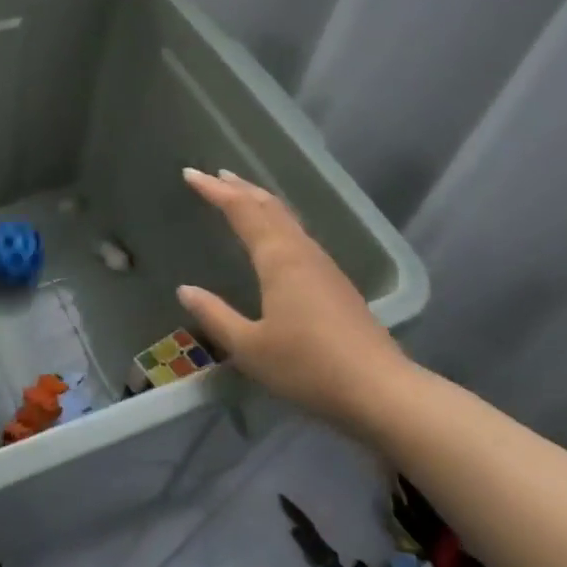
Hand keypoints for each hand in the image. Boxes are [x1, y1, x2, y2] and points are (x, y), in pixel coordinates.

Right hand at [176, 167, 412, 429]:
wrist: (381, 392)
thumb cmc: (308, 367)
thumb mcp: (249, 347)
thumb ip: (215, 316)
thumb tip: (185, 290)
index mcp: (279, 260)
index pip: (242, 210)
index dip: (215, 190)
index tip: (191, 174)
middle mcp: (302, 253)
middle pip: (269, 207)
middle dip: (240, 188)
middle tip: (215, 175)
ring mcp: (324, 267)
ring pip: (287, 219)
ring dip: (260, 202)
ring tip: (241, 196)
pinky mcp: (337, 284)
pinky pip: (298, 236)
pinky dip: (277, 222)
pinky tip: (276, 237)